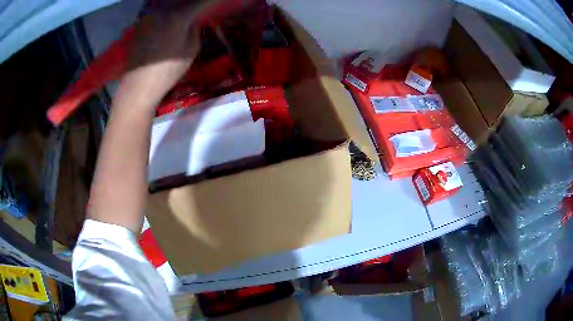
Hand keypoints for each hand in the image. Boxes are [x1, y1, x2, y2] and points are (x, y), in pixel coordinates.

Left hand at [120, 1, 205, 105]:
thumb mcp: (191, 50)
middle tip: (201, 5)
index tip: (219, 1)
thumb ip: (194, 29)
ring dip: (178, 3)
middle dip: (193, 1)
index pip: (201, 1)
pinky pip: (158, 9)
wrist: (138, 86)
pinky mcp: (141, 23)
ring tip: (187, 7)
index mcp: (178, 15)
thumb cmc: (167, 71)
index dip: (211, 1)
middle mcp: (163, 10)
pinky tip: (170, 16)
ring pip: (168, 2)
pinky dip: (167, 8)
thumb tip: (192, 20)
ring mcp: (149, 15)